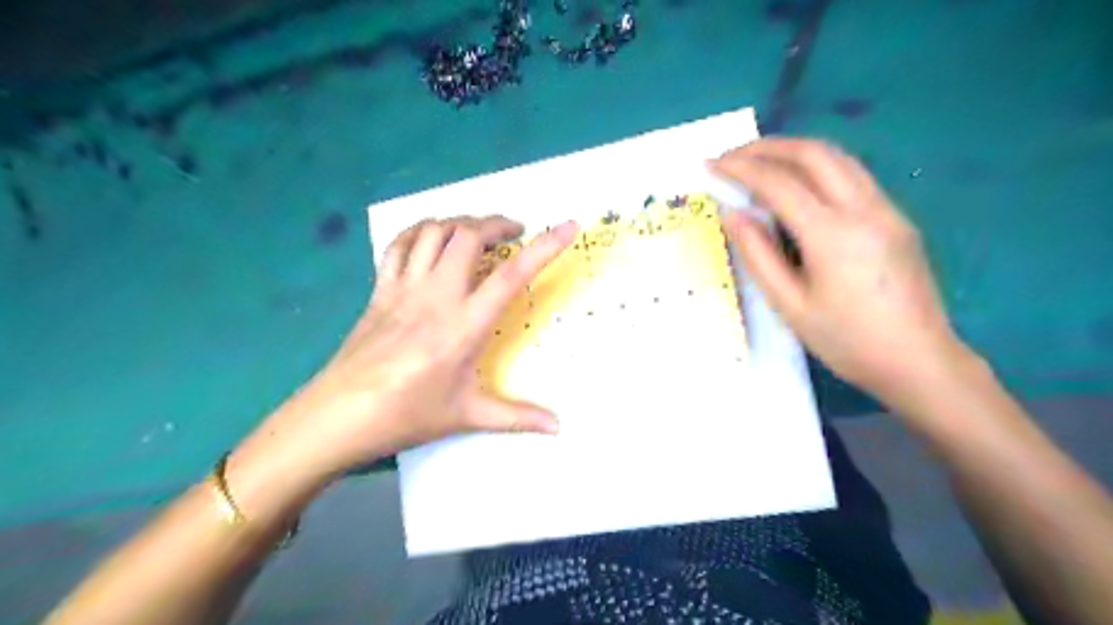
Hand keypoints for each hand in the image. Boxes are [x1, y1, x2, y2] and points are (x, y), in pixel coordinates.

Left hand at [259, 214, 572, 478]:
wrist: (337, 416)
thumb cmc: (407, 415)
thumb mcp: (467, 415)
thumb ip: (517, 417)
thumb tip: (558, 427)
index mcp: (464, 324)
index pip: (512, 275)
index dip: (545, 246)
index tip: (569, 226)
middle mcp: (436, 294)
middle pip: (468, 235)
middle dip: (497, 224)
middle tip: (515, 233)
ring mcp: (404, 287)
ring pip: (433, 231)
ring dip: (461, 222)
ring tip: (478, 233)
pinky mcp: (380, 289)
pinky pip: (400, 244)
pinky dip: (421, 231)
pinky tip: (432, 239)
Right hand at [713, 139, 966, 404]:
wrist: (919, 361)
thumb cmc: (847, 341)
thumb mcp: (790, 305)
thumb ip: (758, 255)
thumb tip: (733, 213)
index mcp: (832, 234)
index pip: (779, 183)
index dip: (741, 169)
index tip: (711, 165)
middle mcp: (864, 209)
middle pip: (813, 154)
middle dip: (767, 147)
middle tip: (732, 157)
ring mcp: (887, 209)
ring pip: (838, 158)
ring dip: (794, 151)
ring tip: (759, 162)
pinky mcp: (896, 217)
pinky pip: (852, 176)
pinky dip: (817, 167)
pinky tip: (797, 185)